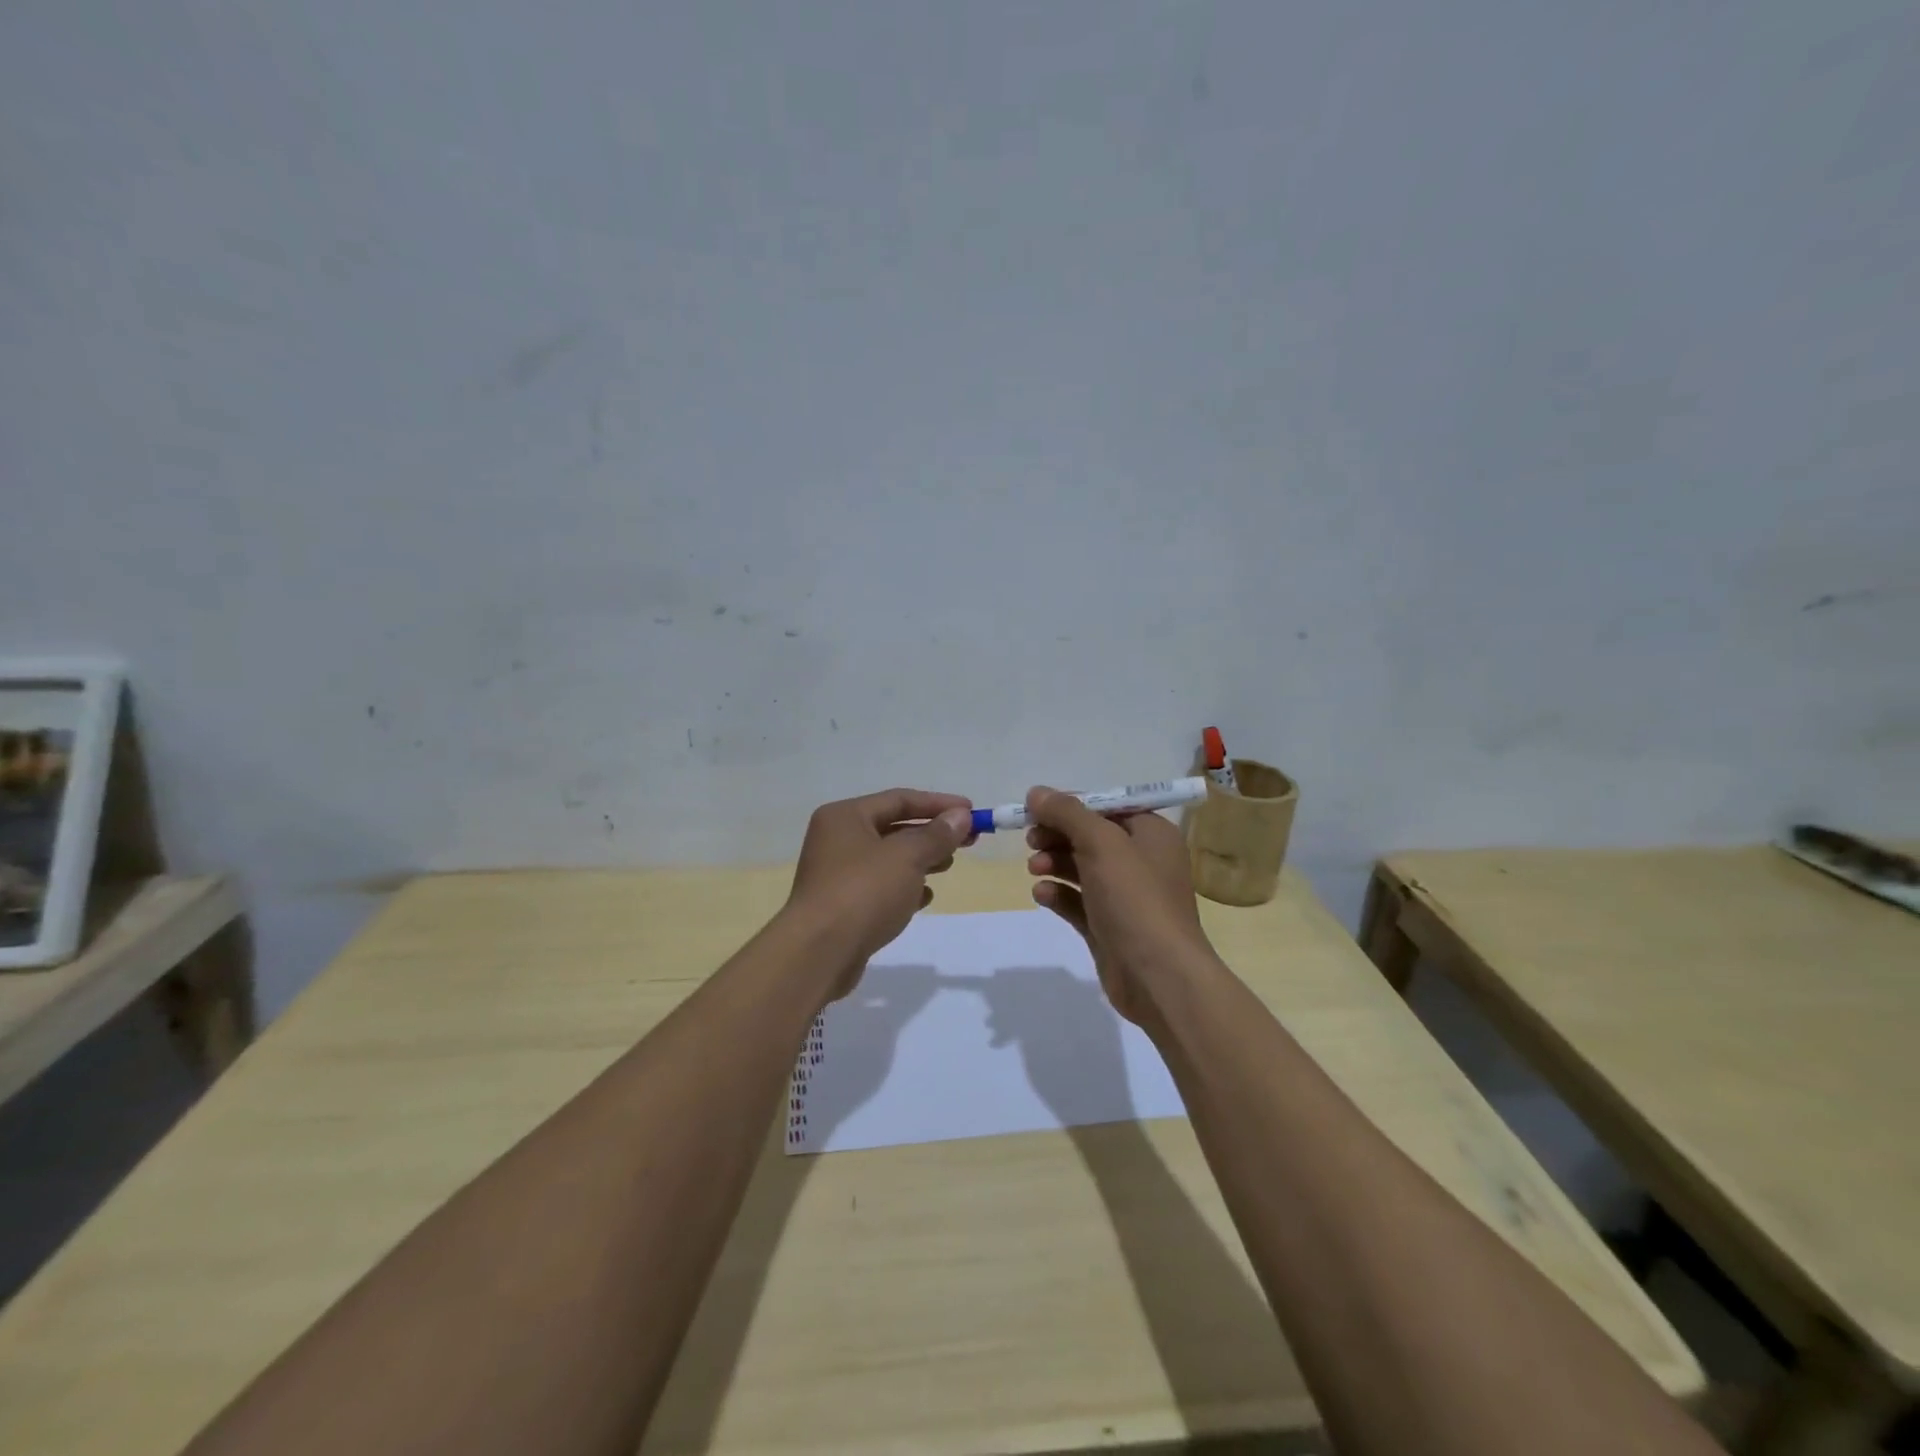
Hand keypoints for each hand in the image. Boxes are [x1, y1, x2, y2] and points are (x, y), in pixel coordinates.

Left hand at [784, 788, 973, 1000]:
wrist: (819, 953)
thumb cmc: (863, 892)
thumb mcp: (907, 857)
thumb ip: (937, 835)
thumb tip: (961, 816)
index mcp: (845, 817)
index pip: (899, 799)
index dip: (938, 804)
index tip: (972, 812)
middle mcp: (837, 839)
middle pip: (894, 828)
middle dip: (932, 833)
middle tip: (968, 840)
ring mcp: (838, 874)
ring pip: (889, 859)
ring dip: (921, 860)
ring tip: (949, 865)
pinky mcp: (843, 906)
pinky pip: (880, 887)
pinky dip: (904, 888)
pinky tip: (925, 898)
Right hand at [1023, 785, 1215, 1026]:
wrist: (1158, 976)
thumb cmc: (1135, 898)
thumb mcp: (1101, 843)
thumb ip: (1067, 813)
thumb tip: (1036, 792)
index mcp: (1151, 833)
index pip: (1105, 806)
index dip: (1070, 805)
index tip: (1035, 809)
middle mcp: (1141, 861)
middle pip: (1090, 836)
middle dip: (1058, 835)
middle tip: (1031, 839)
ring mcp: (1125, 897)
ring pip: (1081, 868)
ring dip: (1054, 862)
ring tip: (1034, 868)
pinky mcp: (1108, 926)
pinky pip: (1078, 902)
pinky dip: (1058, 894)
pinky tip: (1041, 894)